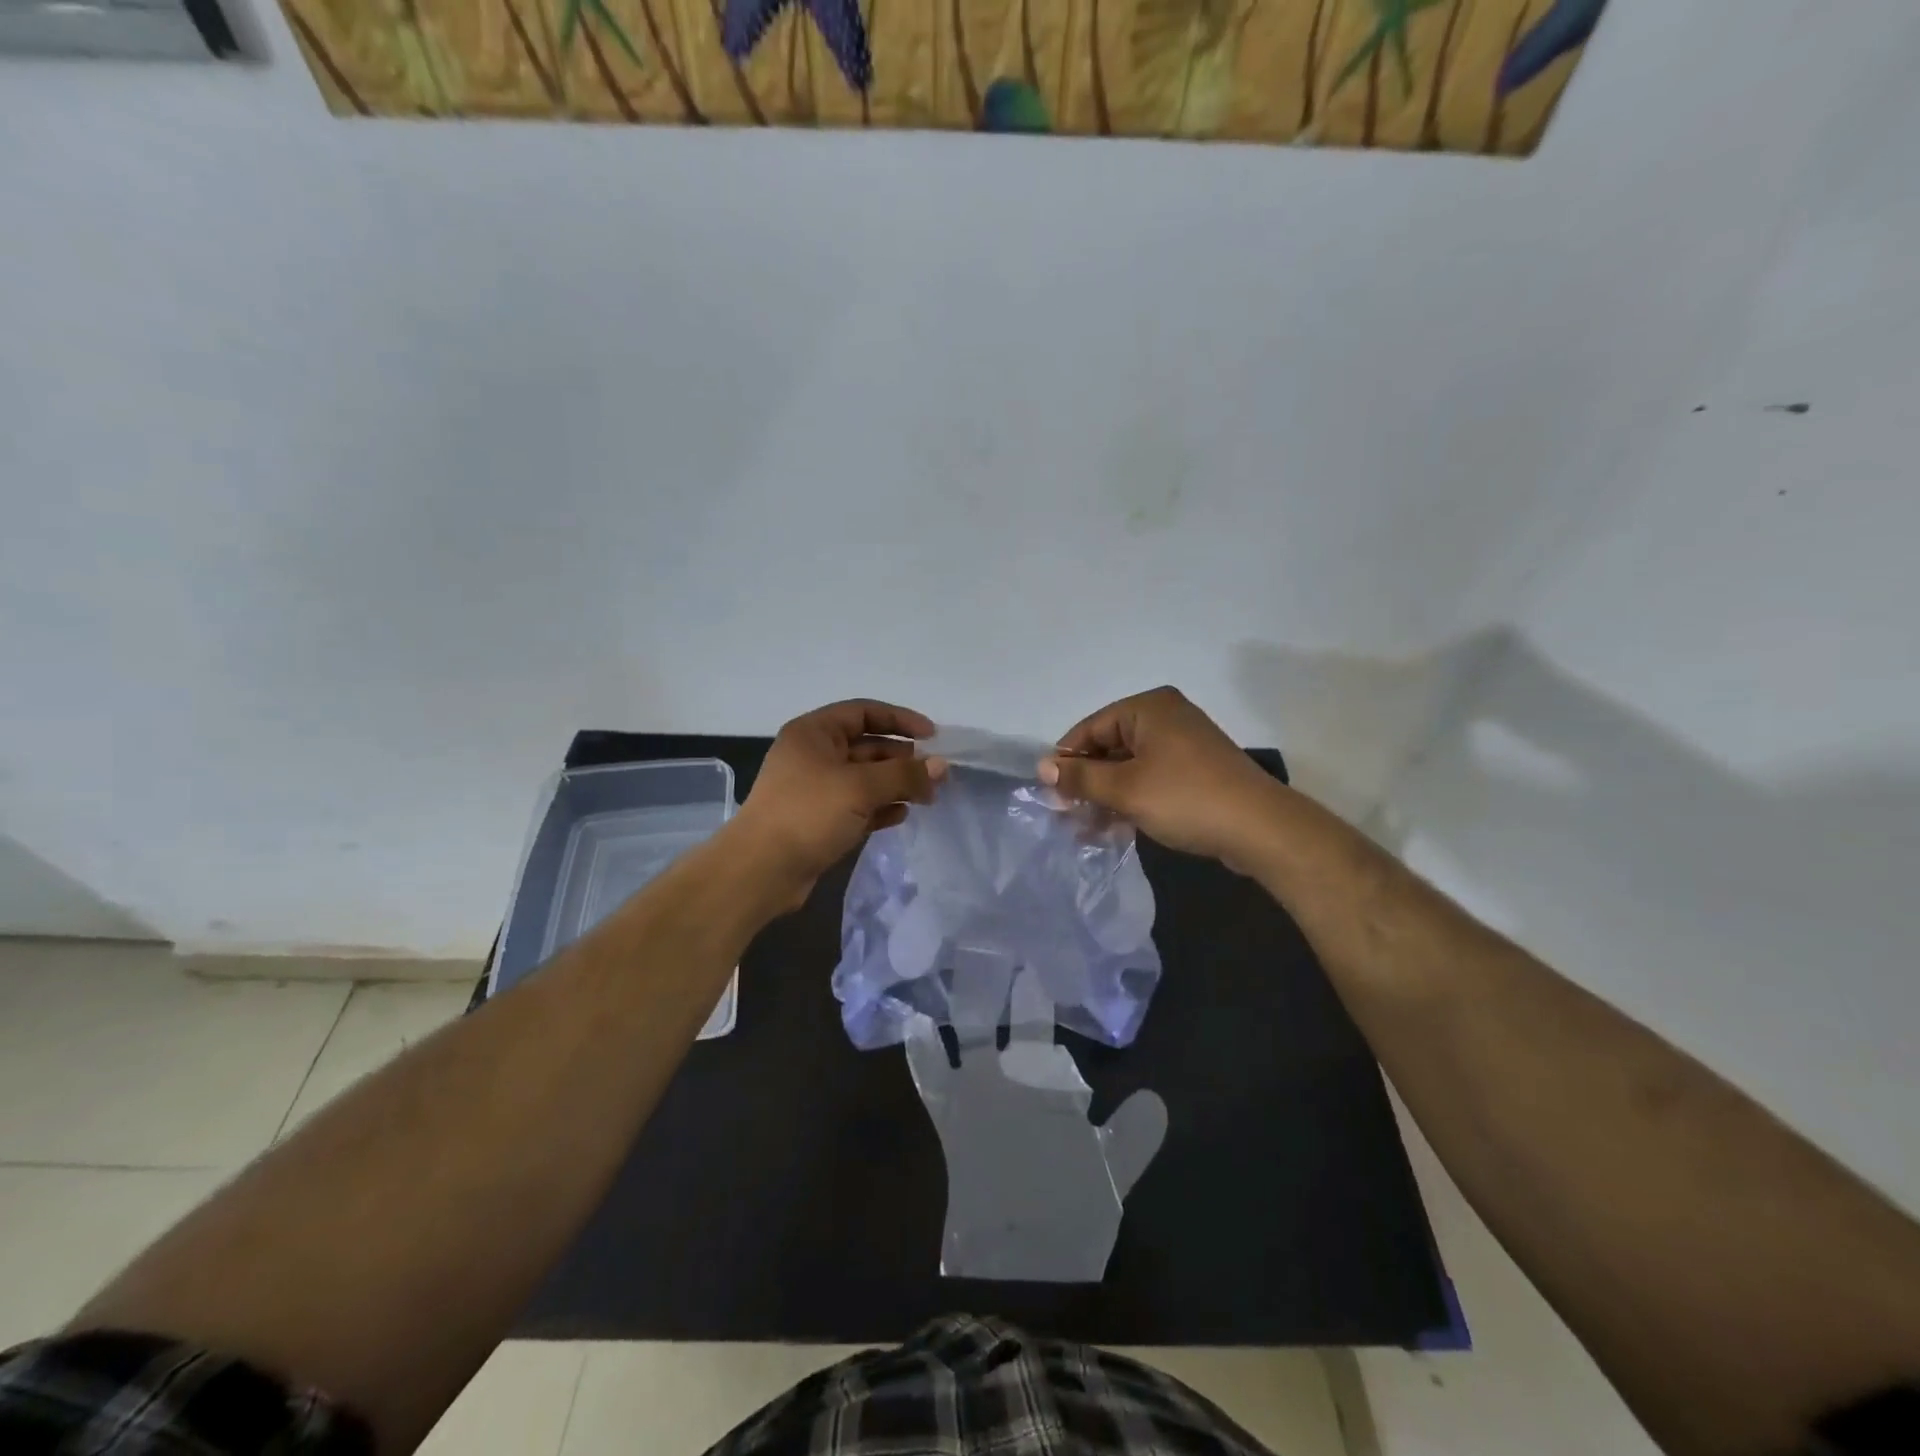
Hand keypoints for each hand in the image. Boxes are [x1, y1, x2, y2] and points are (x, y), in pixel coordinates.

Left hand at [729, 699, 947, 911]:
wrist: (761, 870)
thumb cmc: (808, 813)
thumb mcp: (861, 787)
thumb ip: (904, 774)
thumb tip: (941, 766)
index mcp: (814, 733)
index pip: (864, 712)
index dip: (900, 720)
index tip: (933, 736)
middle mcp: (813, 755)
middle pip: (867, 746)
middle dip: (903, 758)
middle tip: (936, 774)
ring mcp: (816, 790)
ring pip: (865, 779)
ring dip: (896, 785)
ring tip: (927, 797)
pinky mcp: (820, 820)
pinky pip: (858, 806)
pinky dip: (880, 808)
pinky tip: (902, 815)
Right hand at [1038, 686, 1280, 869]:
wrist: (1260, 828)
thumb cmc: (1185, 798)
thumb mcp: (1125, 789)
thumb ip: (1081, 777)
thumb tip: (1044, 767)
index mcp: (1148, 708)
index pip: (1091, 728)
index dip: (1067, 760)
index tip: (1051, 793)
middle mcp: (1166, 717)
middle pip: (1109, 746)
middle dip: (1087, 782)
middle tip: (1067, 815)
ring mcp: (1184, 744)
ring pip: (1129, 766)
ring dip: (1106, 796)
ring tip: (1087, 830)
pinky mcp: (1196, 770)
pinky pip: (1151, 778)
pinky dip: (1131, 799)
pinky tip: (1115, 828)